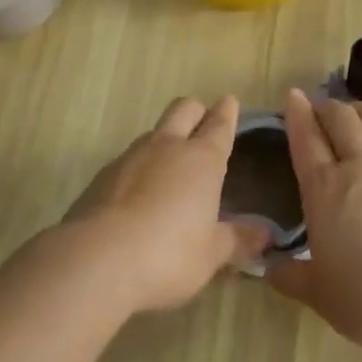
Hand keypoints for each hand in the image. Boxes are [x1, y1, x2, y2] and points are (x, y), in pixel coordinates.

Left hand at [64, 96, 271, 312]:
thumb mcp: (211, 254)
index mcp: (201, 159)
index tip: (229, 102)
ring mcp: (130, 157)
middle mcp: (167, 147)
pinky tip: (139, 196)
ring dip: (165, 140)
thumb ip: (238, 240)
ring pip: (153, 132)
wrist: (96, 259)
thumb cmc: (168, 254)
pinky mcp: (102, 176)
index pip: (219, 124)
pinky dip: (139, 169)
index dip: (227, 112)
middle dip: (196, 110)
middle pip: (183, 108)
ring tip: (172, 167)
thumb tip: (265, 234)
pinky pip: (128, 160)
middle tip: (203, 122)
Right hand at [266, 88, 361, 358]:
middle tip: (323, 111)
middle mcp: (361, 166)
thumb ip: (290, 276)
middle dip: (328, 108)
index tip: (294, 96)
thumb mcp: (320, 295)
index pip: (306, 140)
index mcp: (325, 191)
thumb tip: (265, 268)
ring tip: (358, 112)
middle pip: (341, 119)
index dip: (297, 114)